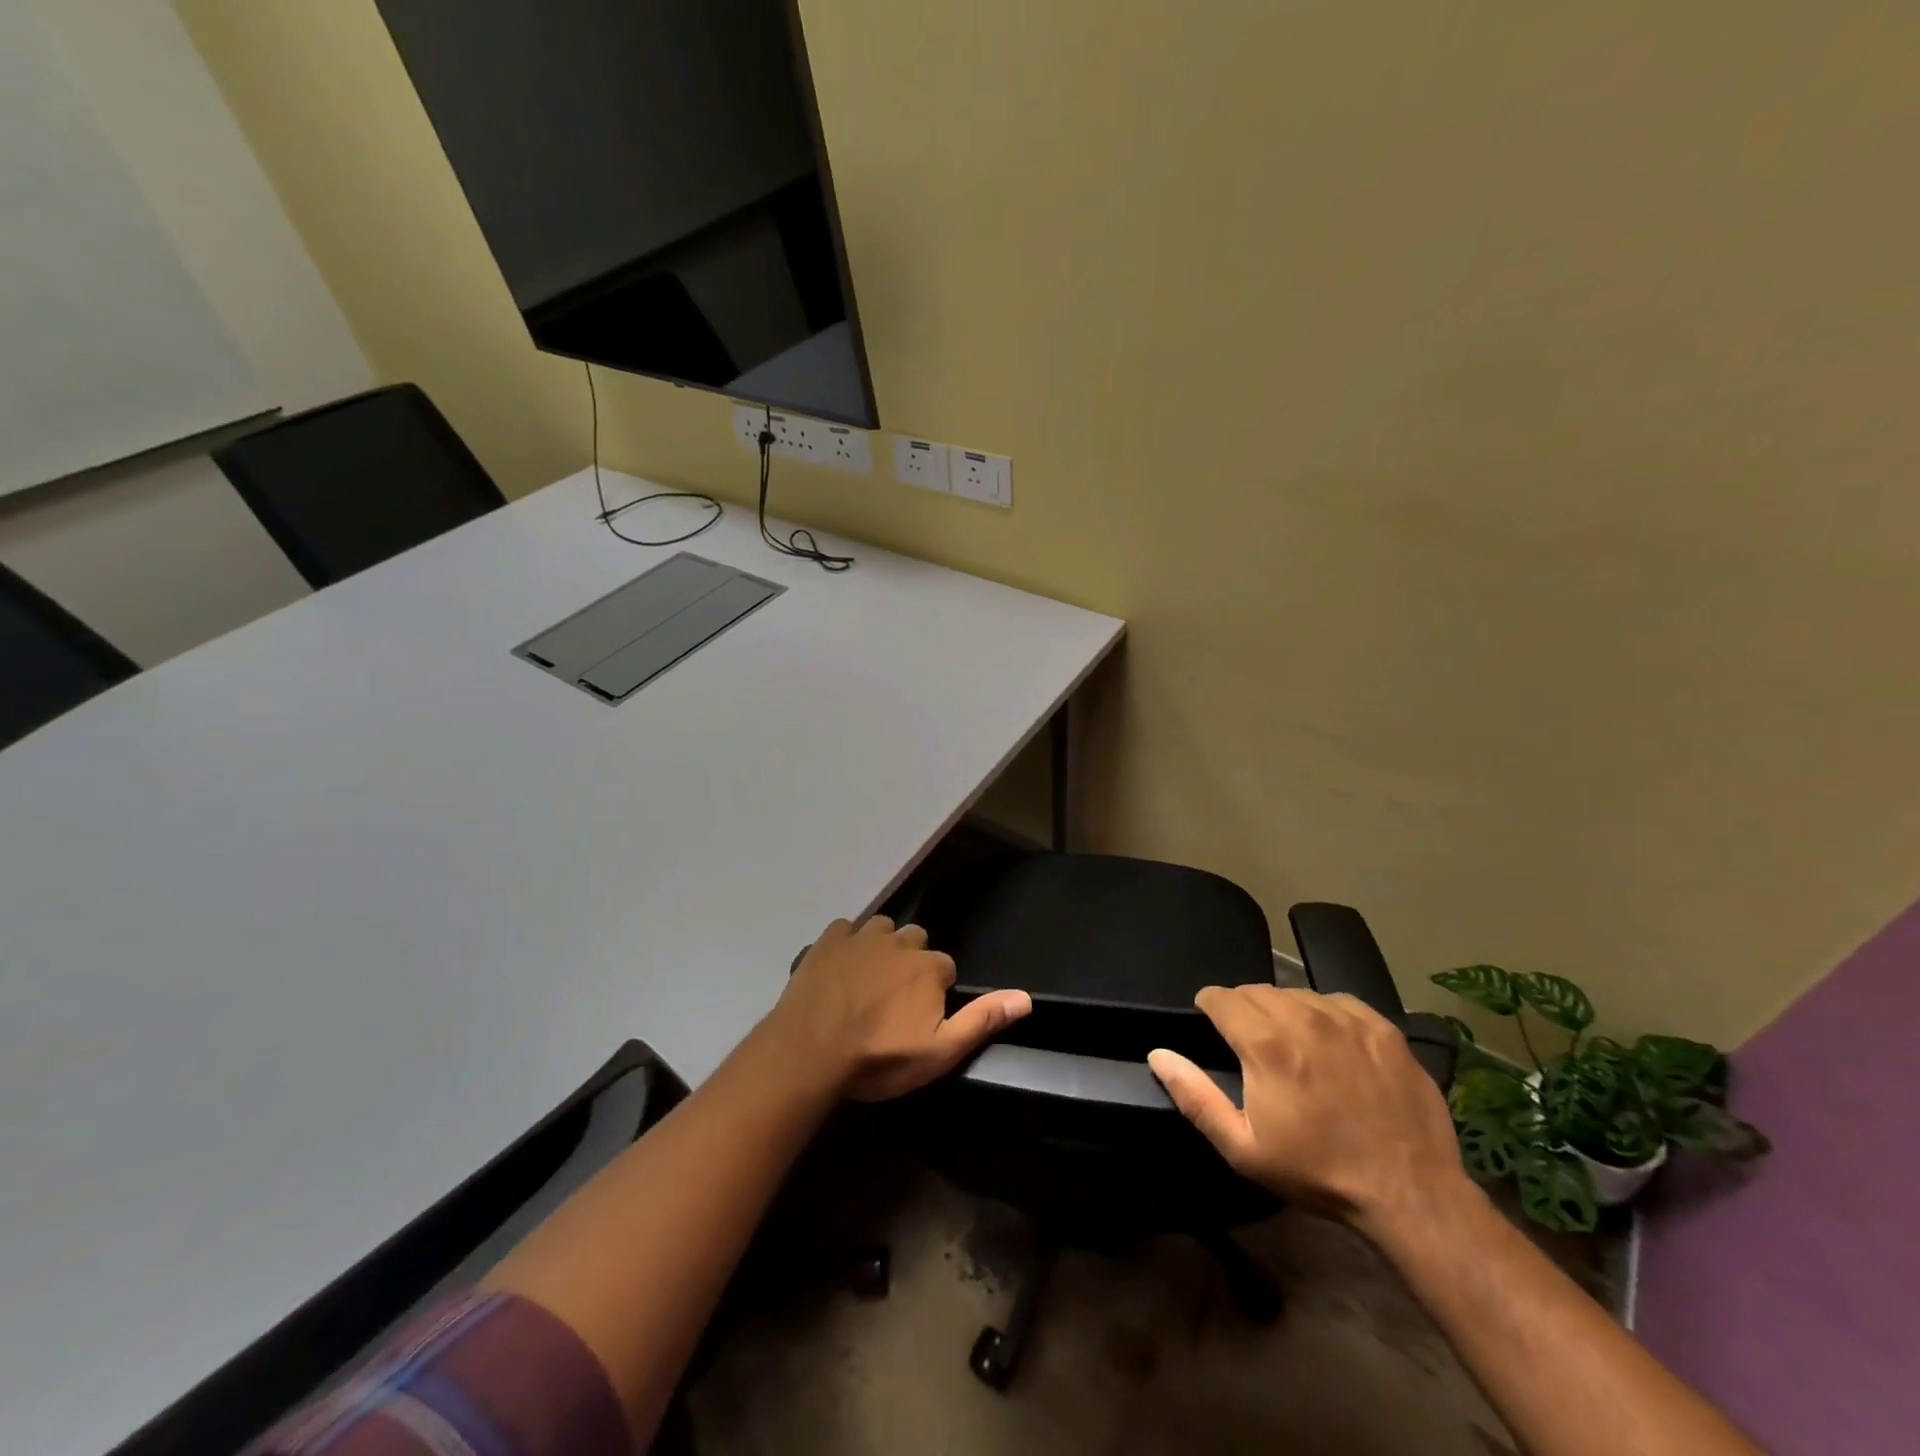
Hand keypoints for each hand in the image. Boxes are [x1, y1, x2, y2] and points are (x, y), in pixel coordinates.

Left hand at [762, 916, 1031, 1101]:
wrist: (810, 1051)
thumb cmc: (878, 1057)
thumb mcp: (939, 1051)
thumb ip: (982, 1021)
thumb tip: (1026, 998)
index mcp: (929, 967)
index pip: (945, 968)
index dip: (935, 991)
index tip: (918, 1016)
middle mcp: (900, 941)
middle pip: (915, 940)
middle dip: (910, 962)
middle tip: (893, 997)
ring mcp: (862, 937)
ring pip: (882, 928)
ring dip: (881, 946)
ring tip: (867, 979)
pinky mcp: (829, 939)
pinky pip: (846, 929)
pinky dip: (847, 943)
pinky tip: (838, 967)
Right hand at [1148, 985, 1466, 1240]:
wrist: (1410, 1193)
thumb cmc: (1318, 1172)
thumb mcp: (1243, 1148)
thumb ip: (1194, 1096)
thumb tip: (1158, 1054)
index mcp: (1265, 1044)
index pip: (1220, 997)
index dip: (1209, 1008)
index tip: (1212, 1025)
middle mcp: (1303, 1017)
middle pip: (1256, 990)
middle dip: (1243, 1009)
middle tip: (1251, 1044)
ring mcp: (1347, 1019)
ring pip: (1296, 992)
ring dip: (1283, 1010)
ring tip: (1291, 1044)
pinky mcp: (1382, 1027)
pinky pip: (1337, 1000)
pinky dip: (1324, 1013)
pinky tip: (1330, 1043)